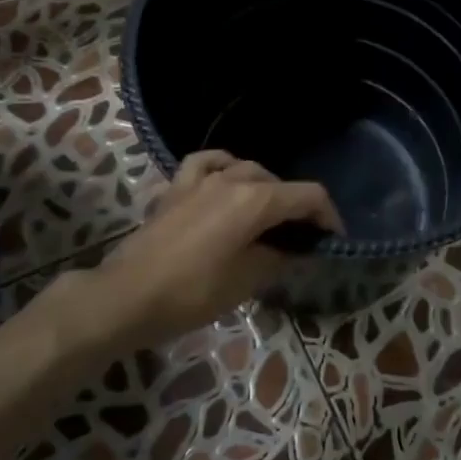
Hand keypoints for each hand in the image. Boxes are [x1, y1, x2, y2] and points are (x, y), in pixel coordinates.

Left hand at [73, 151, 340, 350]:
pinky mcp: (176, 188)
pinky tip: (225, 180)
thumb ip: (279, 258)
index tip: (333, 240)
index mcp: (255, 200)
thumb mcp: (246, 281)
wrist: (127, 296)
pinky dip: (223, 167)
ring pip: (246, 169)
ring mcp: (201, 180)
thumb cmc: (192, 293)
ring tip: (267, 215)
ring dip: (264, 188)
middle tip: (300, 239)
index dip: (328, 216)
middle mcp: (232, 179)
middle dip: (296, 207)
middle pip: (278, 182)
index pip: (308, 196)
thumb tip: (297, 249)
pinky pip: (207, 163)